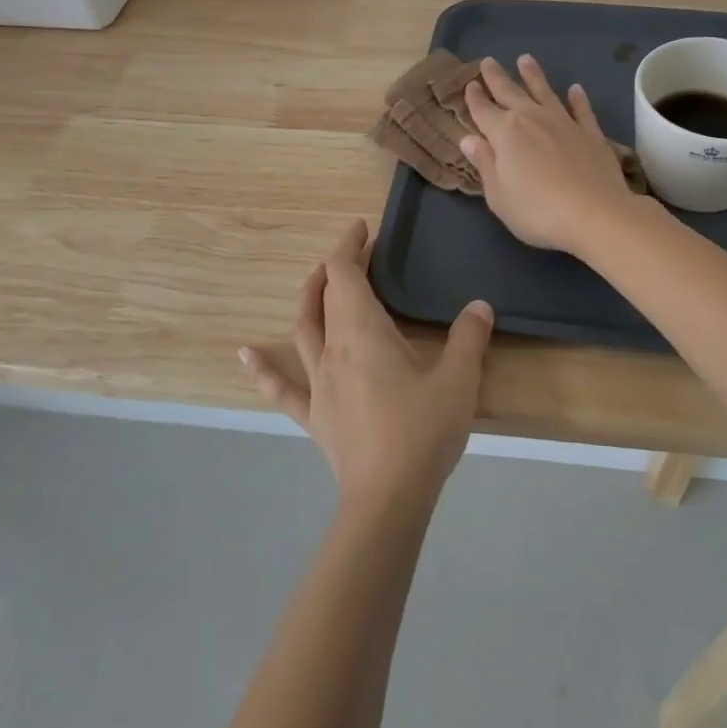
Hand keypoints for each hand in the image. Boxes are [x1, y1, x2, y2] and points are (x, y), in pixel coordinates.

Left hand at [240, 219, 493, 512]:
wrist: (388, 499)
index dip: (349, 247)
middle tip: (356, 253)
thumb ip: (469, 337)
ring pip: (304, 329)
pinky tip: (246, 353)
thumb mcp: (459, 379)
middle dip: (336, 268)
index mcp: (363, 332)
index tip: (362, 228)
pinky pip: (283, 387)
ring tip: (316, 281)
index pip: (345, 275)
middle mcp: (333, 348)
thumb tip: (479, 305)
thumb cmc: (422, 431)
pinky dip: (265, 368)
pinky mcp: (314, 415)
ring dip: (309, 299)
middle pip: (324, 296)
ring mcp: (318, 383)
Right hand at [460, 55, 640, 255]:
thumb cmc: (537, 211)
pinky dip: (577, 99)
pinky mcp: (590, 133)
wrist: (596, 214)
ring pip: (545, 92)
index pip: (483, 110)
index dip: (474, 98)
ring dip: (533, 76)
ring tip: (525, 59)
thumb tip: (468, 139)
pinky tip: (575, 89)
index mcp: (504, 133)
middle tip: (488, 61)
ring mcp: (564, 123)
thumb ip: (485, 164)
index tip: (470, 85)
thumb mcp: (498, 195)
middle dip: (497, 78)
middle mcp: (532, 119)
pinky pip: (581, 110)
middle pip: (510, 93)